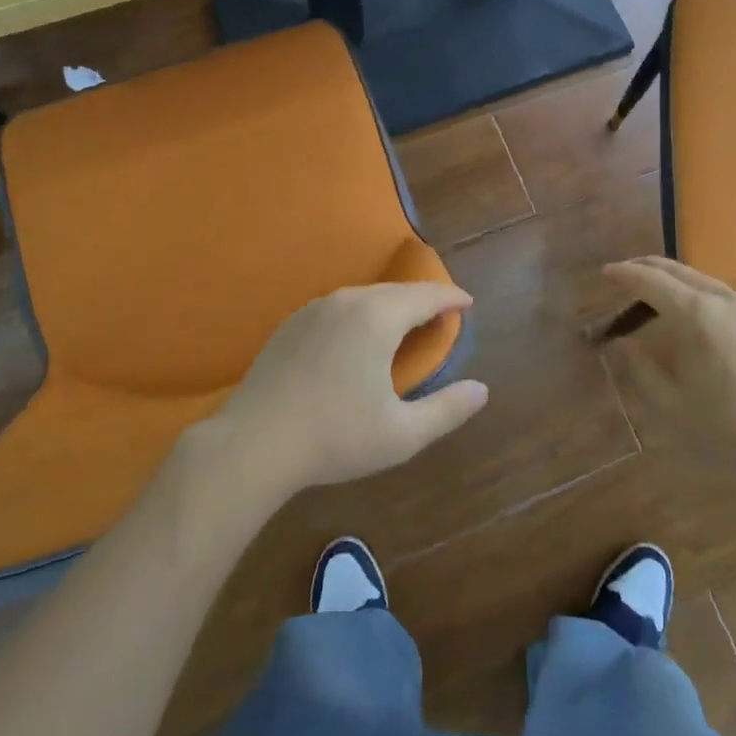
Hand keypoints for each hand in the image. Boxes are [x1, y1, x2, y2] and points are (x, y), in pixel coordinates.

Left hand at [207, 282, 487, 498]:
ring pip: (366, 296)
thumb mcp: (401, 434)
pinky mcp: (291, 322)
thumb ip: (447, 410)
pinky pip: (339, 307)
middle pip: (397, 291)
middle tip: (441, 316)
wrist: (253, 443)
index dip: (452, 298)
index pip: (427, 295)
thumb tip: (482, 390)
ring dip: (391, 305)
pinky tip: (358, 337)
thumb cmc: (335, 437)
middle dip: (423, 300)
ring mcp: (315, 308)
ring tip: (404, 325)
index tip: (468, 304)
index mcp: (379, 317)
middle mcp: (349, 300)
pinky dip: (361, 313)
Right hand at [601, 257, 735, 485]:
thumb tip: (625, 343)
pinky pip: (720, 293)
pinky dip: (695, 291)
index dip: (624, 274)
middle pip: (676, 270)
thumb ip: (641, 367)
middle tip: (623, 274)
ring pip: (700, 278)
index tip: (604, 273)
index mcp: (695, 313)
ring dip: (672, 278)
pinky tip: (691, 311)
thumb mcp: (671, 403)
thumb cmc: (727, 426)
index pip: (650, 280)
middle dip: (646, 268)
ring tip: (653, 291)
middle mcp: (721, 298)